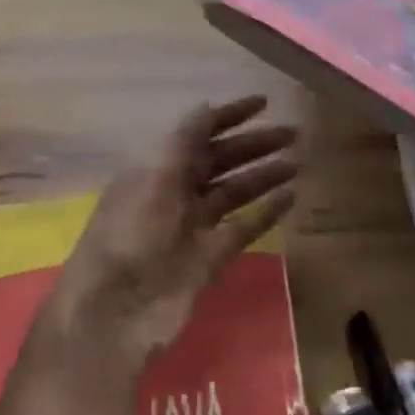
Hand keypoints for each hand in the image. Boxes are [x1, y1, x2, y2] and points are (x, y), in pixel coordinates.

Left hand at [37, 96, 297, 384]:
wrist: (116, 312)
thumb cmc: (130, 235)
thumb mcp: (153, 177)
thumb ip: (183, 142)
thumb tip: (207, 106)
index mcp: (157, 168)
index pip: (197, 132)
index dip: (229, 115)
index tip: (264, 103)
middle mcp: (176, 192)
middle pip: (221, 160)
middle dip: (254, 144)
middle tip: (294, 133)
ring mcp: (193, 226)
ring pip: (235, 191)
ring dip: (264, 175)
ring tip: (298, 163)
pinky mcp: (209, 257)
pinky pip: (243, 227)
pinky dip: (265, 212)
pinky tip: (290, 198)